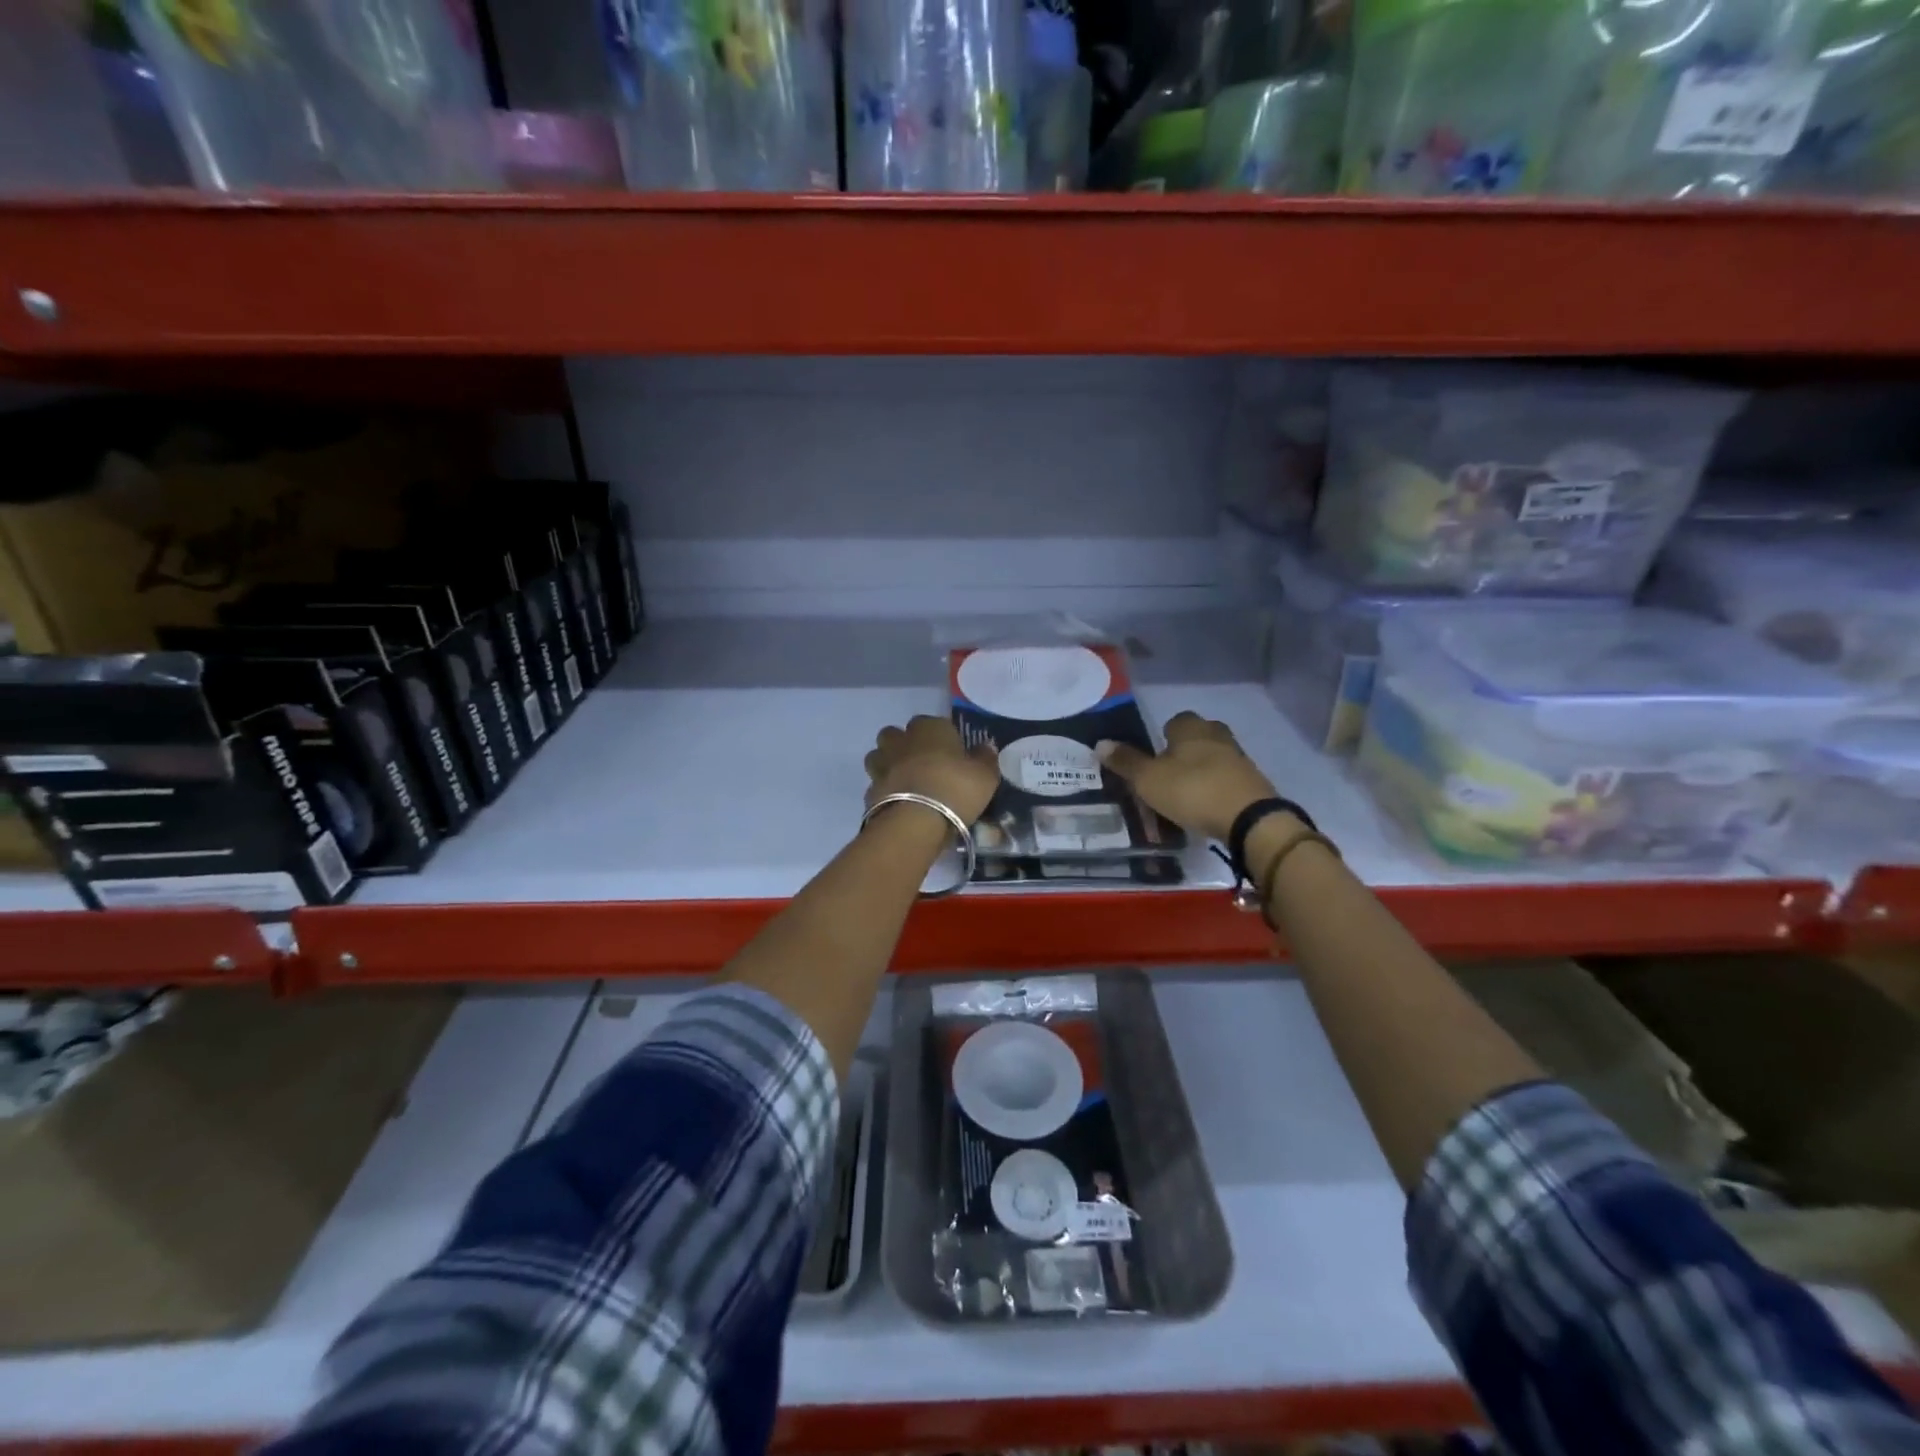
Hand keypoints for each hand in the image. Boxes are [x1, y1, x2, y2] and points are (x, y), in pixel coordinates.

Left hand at [864, 716, 1000, 824]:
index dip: (942, 737)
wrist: (915, 822)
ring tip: (906, 783)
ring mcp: (882, 764)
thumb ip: (985, 758)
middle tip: (924, 765)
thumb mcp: (985, 776)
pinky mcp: (870, 790)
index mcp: (930, 728)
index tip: (951, 754)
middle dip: (906, 745)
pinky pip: (878, 784)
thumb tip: (985, 746)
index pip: (934, 722)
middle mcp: (901, 740)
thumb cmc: (955, 789)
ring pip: (880, 756)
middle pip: (897, 734)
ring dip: (889, 764)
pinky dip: (885, 791)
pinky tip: (898, 804)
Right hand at [1097, 711, 1280, 842]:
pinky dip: (1217, 787)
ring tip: (1185, 793)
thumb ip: (1126, 762)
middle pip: (1198, 736)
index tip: (1155, 755)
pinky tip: (1206, 805)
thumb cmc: (1192, 790)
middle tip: (1168, 772)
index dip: (1164, 735)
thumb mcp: (1148, 780)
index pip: (1175, 720)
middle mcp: (1217, 735)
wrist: (1249, 819)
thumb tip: (1100, 742)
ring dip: (1202, 769)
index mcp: (1190, 728)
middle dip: (1185, 750)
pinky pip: (1228, 779)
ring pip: (1215, 757)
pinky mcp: (1253, 782)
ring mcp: (1239, 758)